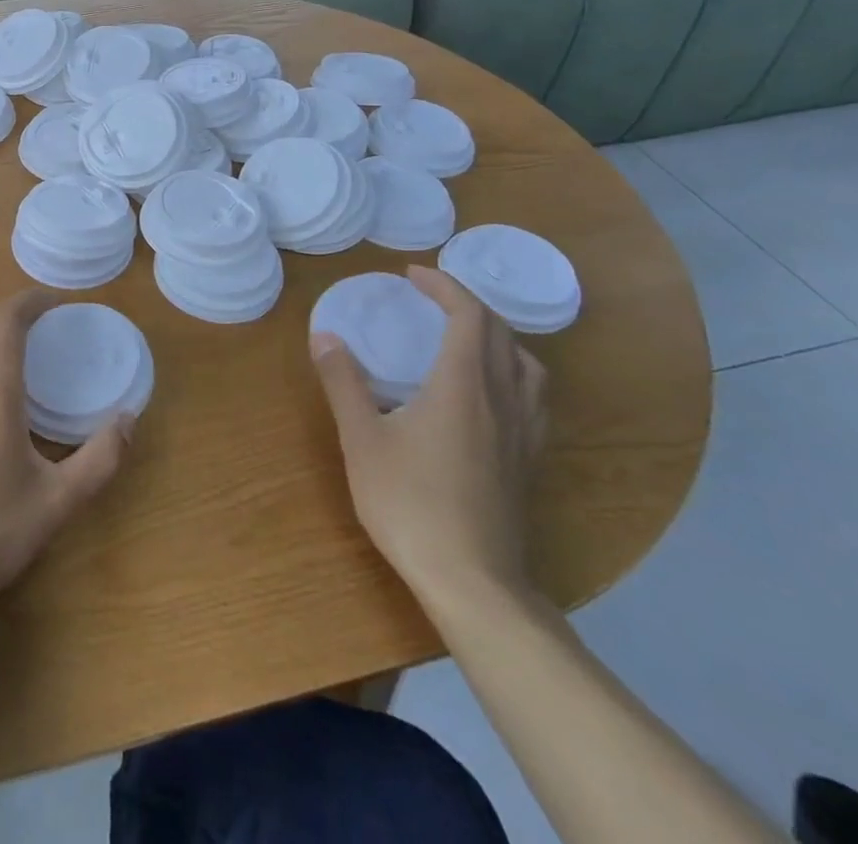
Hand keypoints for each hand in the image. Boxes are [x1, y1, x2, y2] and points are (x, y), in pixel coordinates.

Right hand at [309, 266, 547, 610]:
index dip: (444, 286)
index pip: (469, 315)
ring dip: (498, 336)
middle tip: (431, 298)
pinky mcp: (528, 463)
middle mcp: (503, 400)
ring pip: (528, 365)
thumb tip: (324, 336)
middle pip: (501, 333)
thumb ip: (344, 383)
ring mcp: (523, 434)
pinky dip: (513, 373)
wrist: (474, 583)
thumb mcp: (363, 439)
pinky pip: (533, 398)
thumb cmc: (411, 503)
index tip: (412, 274)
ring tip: (466, 337)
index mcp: (464, 385)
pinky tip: (491, 395)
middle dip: (467, 304)